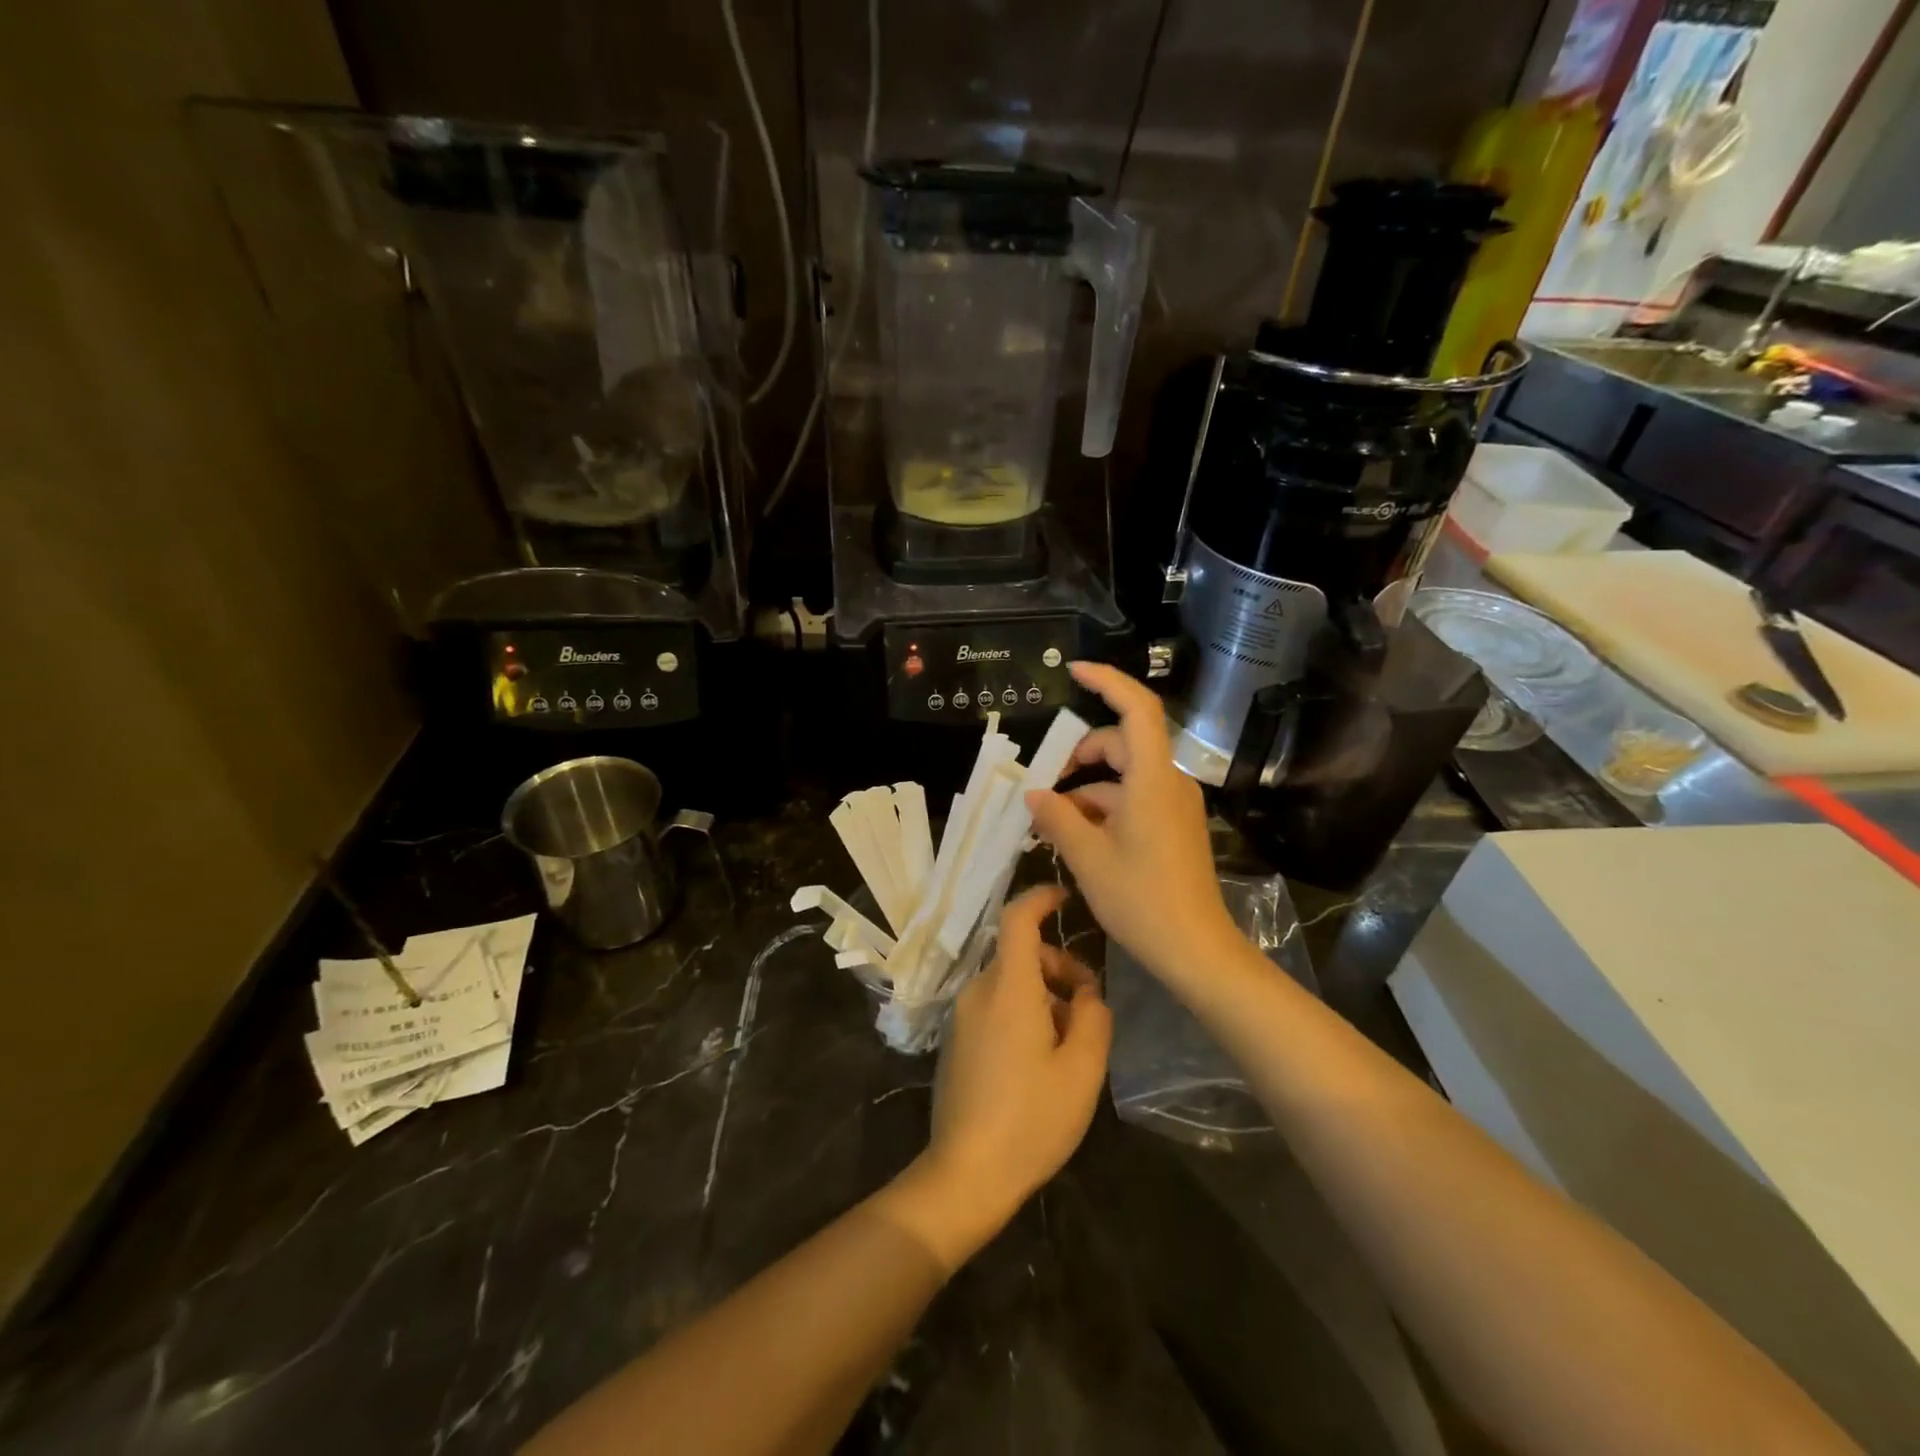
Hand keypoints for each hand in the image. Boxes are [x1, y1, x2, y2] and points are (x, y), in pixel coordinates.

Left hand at [878, 886, 1110, 1271]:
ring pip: (1009, 981)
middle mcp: (979, 991)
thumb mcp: (1082, 1069)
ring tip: (1071, 1040)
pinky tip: (1042, 1058)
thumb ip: (1093, 1017)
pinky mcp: (957, 1040)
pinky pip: (994, 1005)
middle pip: (1019, 953)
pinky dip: (1022, 1011)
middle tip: (1089, 1004)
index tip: (1067, 898)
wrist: (966, 1173)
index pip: (1017, 917)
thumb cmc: (1031, 1118)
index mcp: (1008, 987)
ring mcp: (962, 1016)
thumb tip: (1087, 994)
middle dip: (1058, 965)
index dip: (1041, 897)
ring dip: (1043, 993)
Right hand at [1025, 661, 1238, 984]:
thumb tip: (1033, 794)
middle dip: (1079, 753)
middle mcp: (1169, 782)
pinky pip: (1134, 799)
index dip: (1106, 681)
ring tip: (1051, 820)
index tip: (1072, 671)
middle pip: (1122, 743)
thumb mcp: (1088, 858)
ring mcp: (1174, 805)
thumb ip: (1057, 818)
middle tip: (1043, 784)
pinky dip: (1103, 807)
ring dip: (1087, 788)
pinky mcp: (1174, 826)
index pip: (1136, 708)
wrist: (1198, 951)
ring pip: (1124, 775)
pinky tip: (1076, 836)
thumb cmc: (1142, 901)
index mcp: (1152, 779)